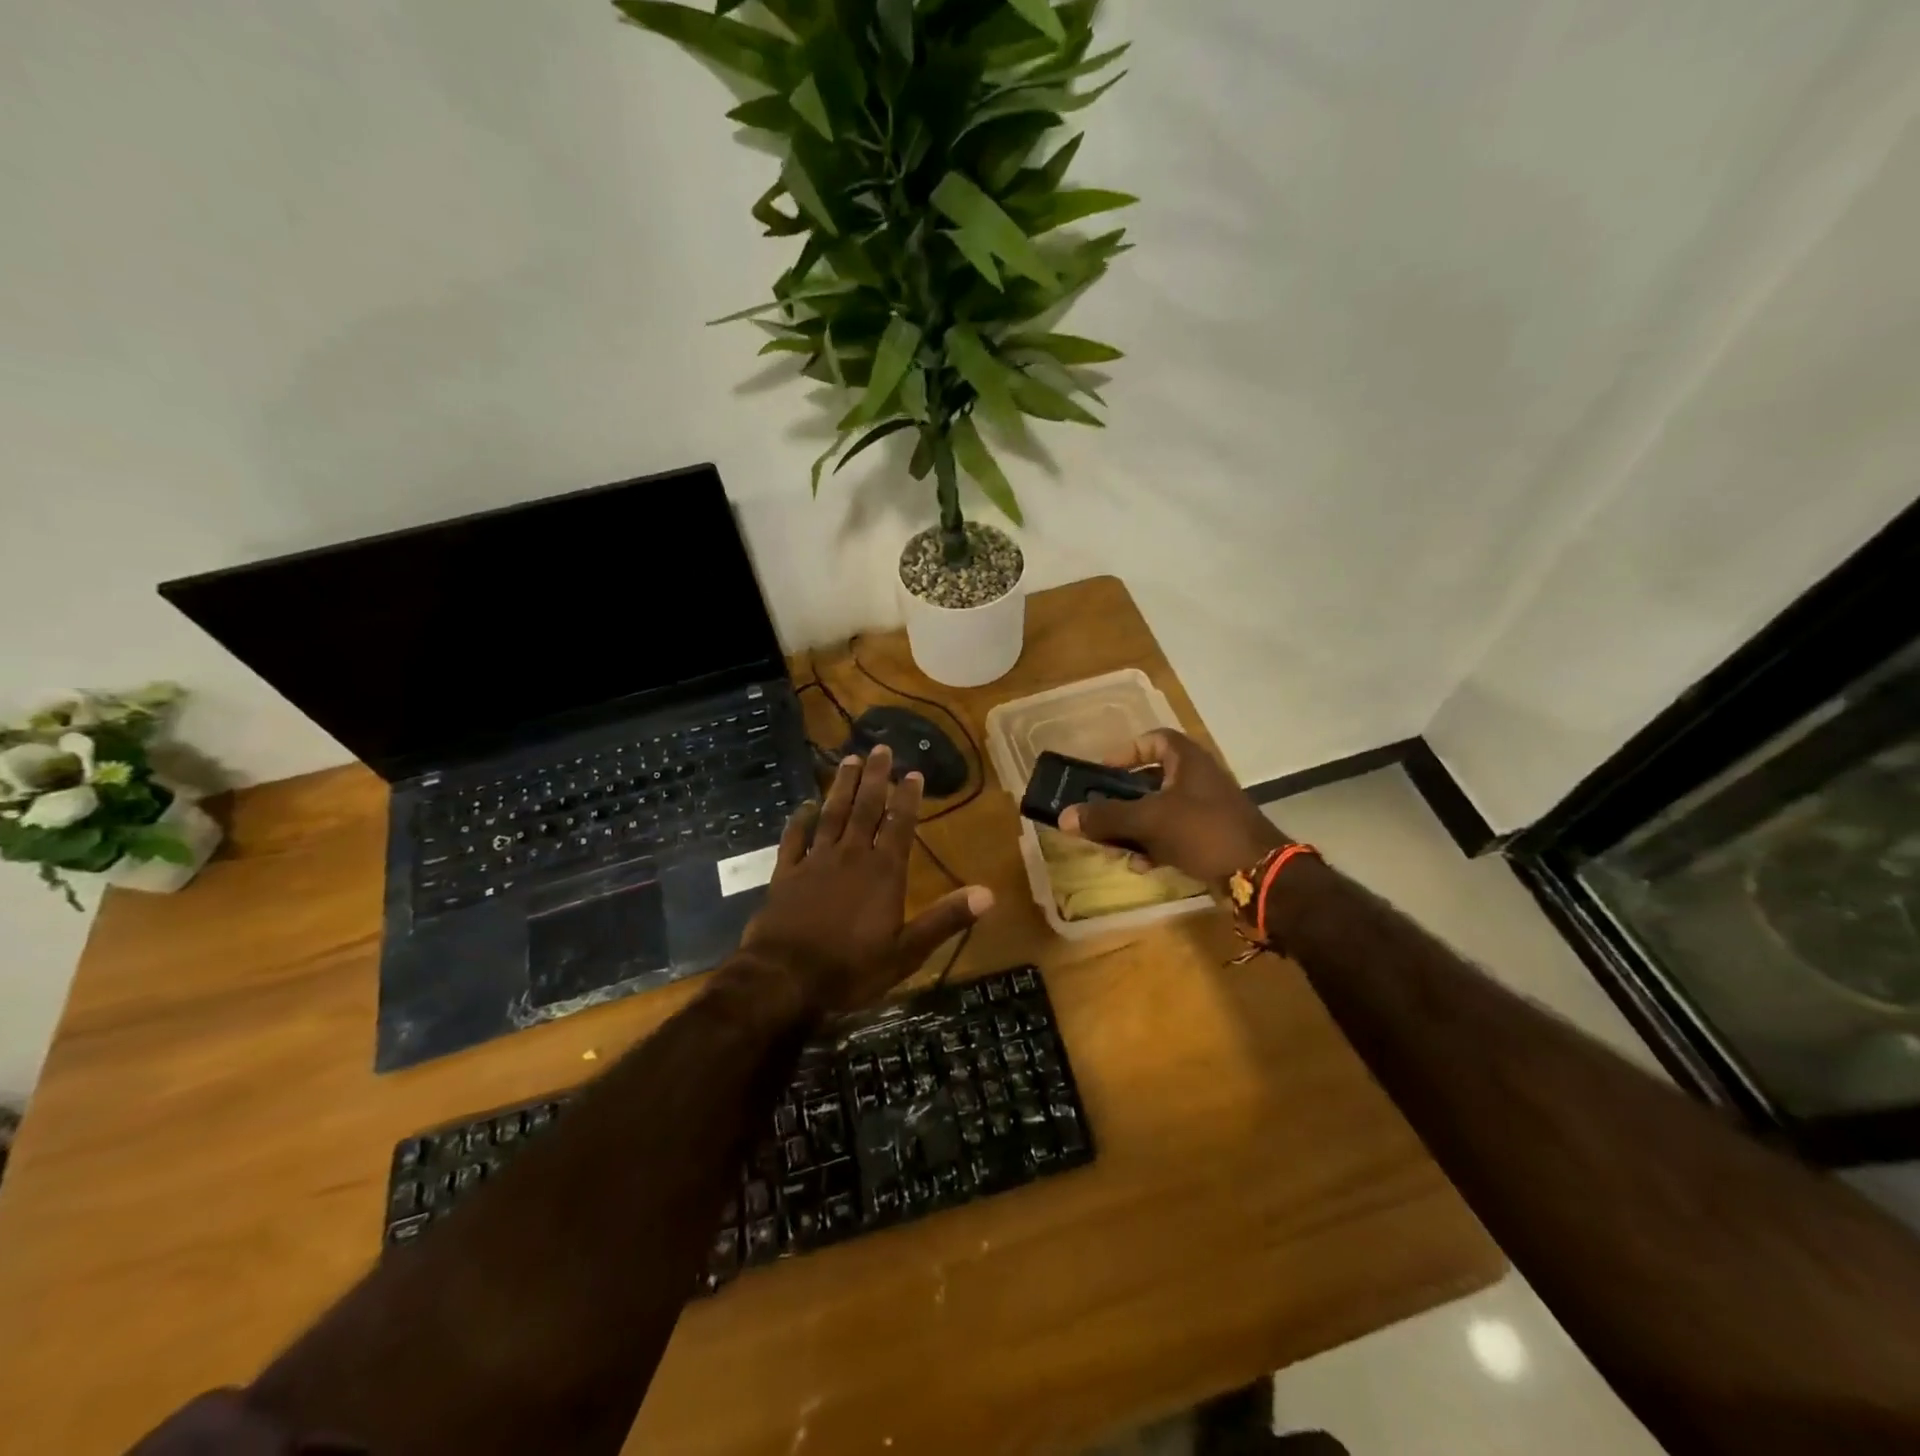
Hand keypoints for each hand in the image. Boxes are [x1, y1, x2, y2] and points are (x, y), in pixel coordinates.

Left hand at [742, 744, 992, 1013]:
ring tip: (849, 760)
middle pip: (865, 809)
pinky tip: (804, 804)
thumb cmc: (851, 968)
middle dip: (875, 778)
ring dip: (842, 787)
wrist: (784, 979)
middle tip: (880, 749)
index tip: (913, 772)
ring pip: (831, 814)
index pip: (899, 825)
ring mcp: (814, 862)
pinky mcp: (785, 874)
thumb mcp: (907, 952)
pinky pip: (793, 839)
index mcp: (882, 872)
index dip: (907, 798)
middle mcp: (850, 856)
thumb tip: (989, 894)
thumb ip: (946, 919)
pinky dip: (799, 819)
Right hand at [1058, 729, 1285, 883]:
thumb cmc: (1204, 831)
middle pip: (1150, 780)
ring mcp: (1206, 810)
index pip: (1154, 739)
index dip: (1127, 751)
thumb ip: (1106, 817)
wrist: (1259, 875)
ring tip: (1113, 846)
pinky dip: (1154, 847)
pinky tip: (1140, 866)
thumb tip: (1064, 817)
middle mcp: (1198, 780)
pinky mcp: (1210, 838)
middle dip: (1122, 799)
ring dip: (1134, 827)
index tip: (1103, 771)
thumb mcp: (1150, 821)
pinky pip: (1173, 836)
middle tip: (1099, 813)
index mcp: (1188, 761)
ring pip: (1159, 811)